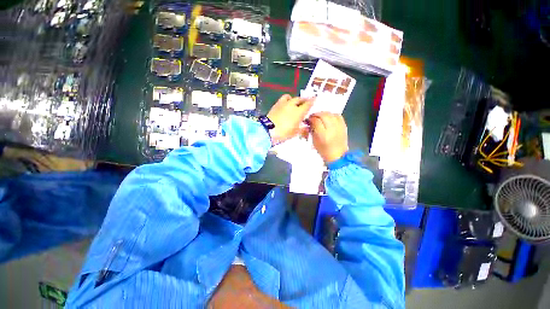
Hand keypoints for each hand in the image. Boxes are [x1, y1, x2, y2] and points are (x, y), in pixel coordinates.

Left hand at [267, 94, 313, 144]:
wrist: (268, 130)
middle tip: (305, 102)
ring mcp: (283, 104)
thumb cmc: (284, 133)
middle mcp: (292, 105)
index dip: (312, 101)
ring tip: (294, 103)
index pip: (308, 104)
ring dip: (294, 99)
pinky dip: (286, 100)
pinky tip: (285, 105)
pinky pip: (282, 99)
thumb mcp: (295, 133)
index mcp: (299, 112)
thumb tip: (306, 126)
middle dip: (303, 100)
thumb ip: (302, 128)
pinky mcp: (276, 105)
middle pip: (299, 99)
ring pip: (290, 97)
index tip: (315, 98)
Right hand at [308, 112, 348, 163]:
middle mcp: (332, 129)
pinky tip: (329, 117)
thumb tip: (310, 122)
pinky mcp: (344, 126)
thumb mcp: (314, 141)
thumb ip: (312, 130)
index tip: (308, 119)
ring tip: (320, 116)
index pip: (316, 121)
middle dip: (317, 114)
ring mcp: (339, 127)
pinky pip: (338, 116)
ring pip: (331, 114)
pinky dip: (332, 115)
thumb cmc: (323, 151)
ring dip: (324, 113)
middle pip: (324, 115)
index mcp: (323, 135)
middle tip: (313, 116)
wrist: (337, 156)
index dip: (311, 118)